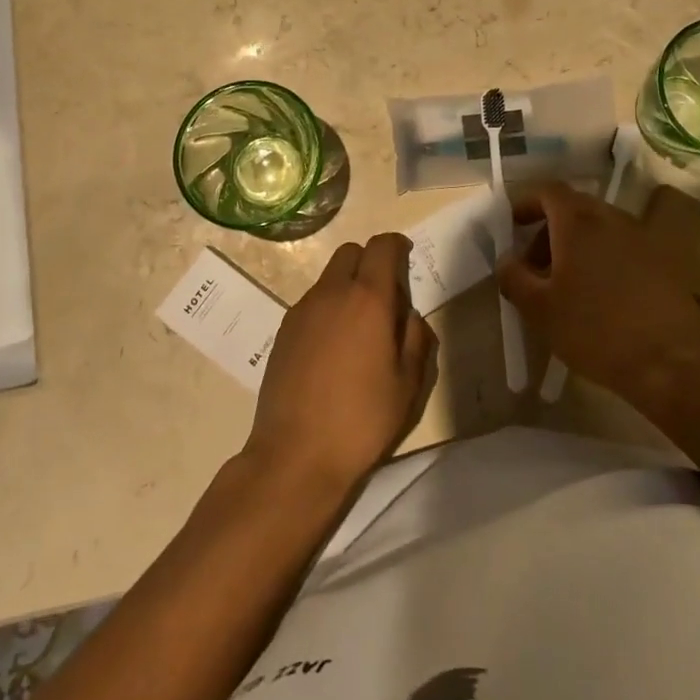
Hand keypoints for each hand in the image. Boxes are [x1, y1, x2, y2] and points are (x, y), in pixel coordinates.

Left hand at [245, 233, 436, 494]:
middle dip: (370, 261)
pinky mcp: (283, 330)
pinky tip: (333, 348)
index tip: (406, 257)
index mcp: (368, 299)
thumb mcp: (408, 384)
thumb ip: (416, 338)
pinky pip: (312, 302)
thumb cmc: (362, 420)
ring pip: (328, 277)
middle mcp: (331, 293)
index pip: (381, 247)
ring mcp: (302, 310)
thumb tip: (409, 315)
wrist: (296, 454)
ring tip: (359, 328)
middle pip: (351, 252)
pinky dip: (328, 308)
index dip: (397, 245)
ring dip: (347, 285)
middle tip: (385, 295)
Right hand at [497, 182, 699, 402]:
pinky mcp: (663, 262)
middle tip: (536, 264)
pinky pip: (624, 247)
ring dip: (578, 244)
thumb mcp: (539, 309)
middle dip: (550, 229)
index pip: (549, 191)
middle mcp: (612, 218)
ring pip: (601, 227)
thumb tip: (506, 259)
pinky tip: (602, 296)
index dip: (527, 203)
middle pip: (575, 207)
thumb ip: (514, 277)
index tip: (513, 227)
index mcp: (579, 222)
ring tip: (568, 284)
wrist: (669, 364)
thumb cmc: (594, 330)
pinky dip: (604, 258)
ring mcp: (642, 238)